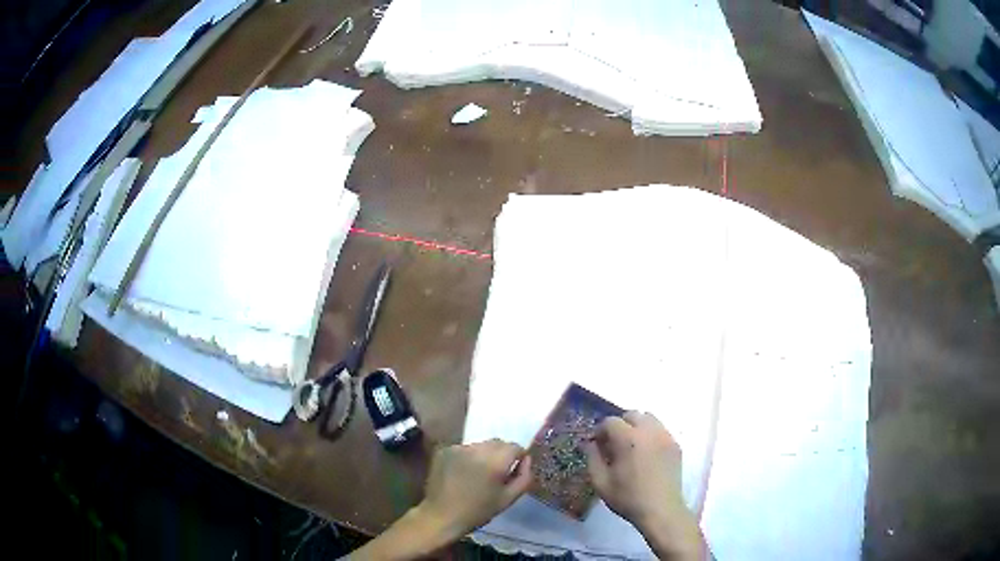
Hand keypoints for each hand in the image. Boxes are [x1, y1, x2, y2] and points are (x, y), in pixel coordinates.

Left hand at [415, 439, 532, 539]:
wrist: (441, 515)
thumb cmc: (478, 511)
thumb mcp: (508, 499)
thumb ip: (524, 477)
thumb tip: (527, 459)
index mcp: (494, 462)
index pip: (514, 447)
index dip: (517, 457)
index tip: (513, 471)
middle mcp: (476, 449)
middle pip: (497, 443)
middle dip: (501, 454)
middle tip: (496, 473)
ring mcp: (458, 448)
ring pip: (480, 445)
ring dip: (484, 455)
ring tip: (478, 474)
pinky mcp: (445, 450)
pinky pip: (464, 449)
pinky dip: (468, 457)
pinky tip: (462, 473)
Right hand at [585, 412, 706, 559]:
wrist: (660, 510)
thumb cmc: (628, 497)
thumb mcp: (601, 482)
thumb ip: (592, 458)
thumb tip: (588, 443)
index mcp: (628, 439)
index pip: (610, 421)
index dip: (600, 430)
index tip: (597, 444)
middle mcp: (649, 431)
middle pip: (632, 415)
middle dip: (620, 425)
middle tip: (614, 444)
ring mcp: (665, 437)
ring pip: (649, 419)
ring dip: (637, 427)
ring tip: (632, 447)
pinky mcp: (675, 445)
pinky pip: (660, 431)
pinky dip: (651, 435)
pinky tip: (646, 455)